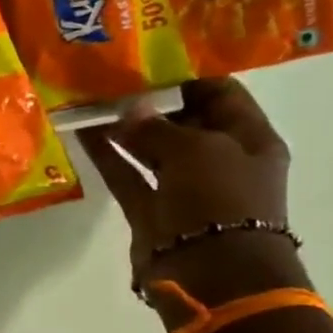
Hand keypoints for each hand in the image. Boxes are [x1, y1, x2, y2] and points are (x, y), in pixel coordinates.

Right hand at [79, 78, 308, 320]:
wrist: (211, 274)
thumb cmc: (220, 201)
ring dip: (123, 126)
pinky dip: (107, 155)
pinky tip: (82, 132)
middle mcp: (219, 160)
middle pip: (182, 120)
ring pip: (150, 147)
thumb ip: (156, 126)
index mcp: (250, 140)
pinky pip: (127, 174)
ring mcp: (183, 187)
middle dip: (148, 100)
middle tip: (109, 76)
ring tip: (89, 100)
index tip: (147, 58)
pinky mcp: (151, 209)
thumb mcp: (196, 150)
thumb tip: (126, 110)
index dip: (188, 74)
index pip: (221, 94)